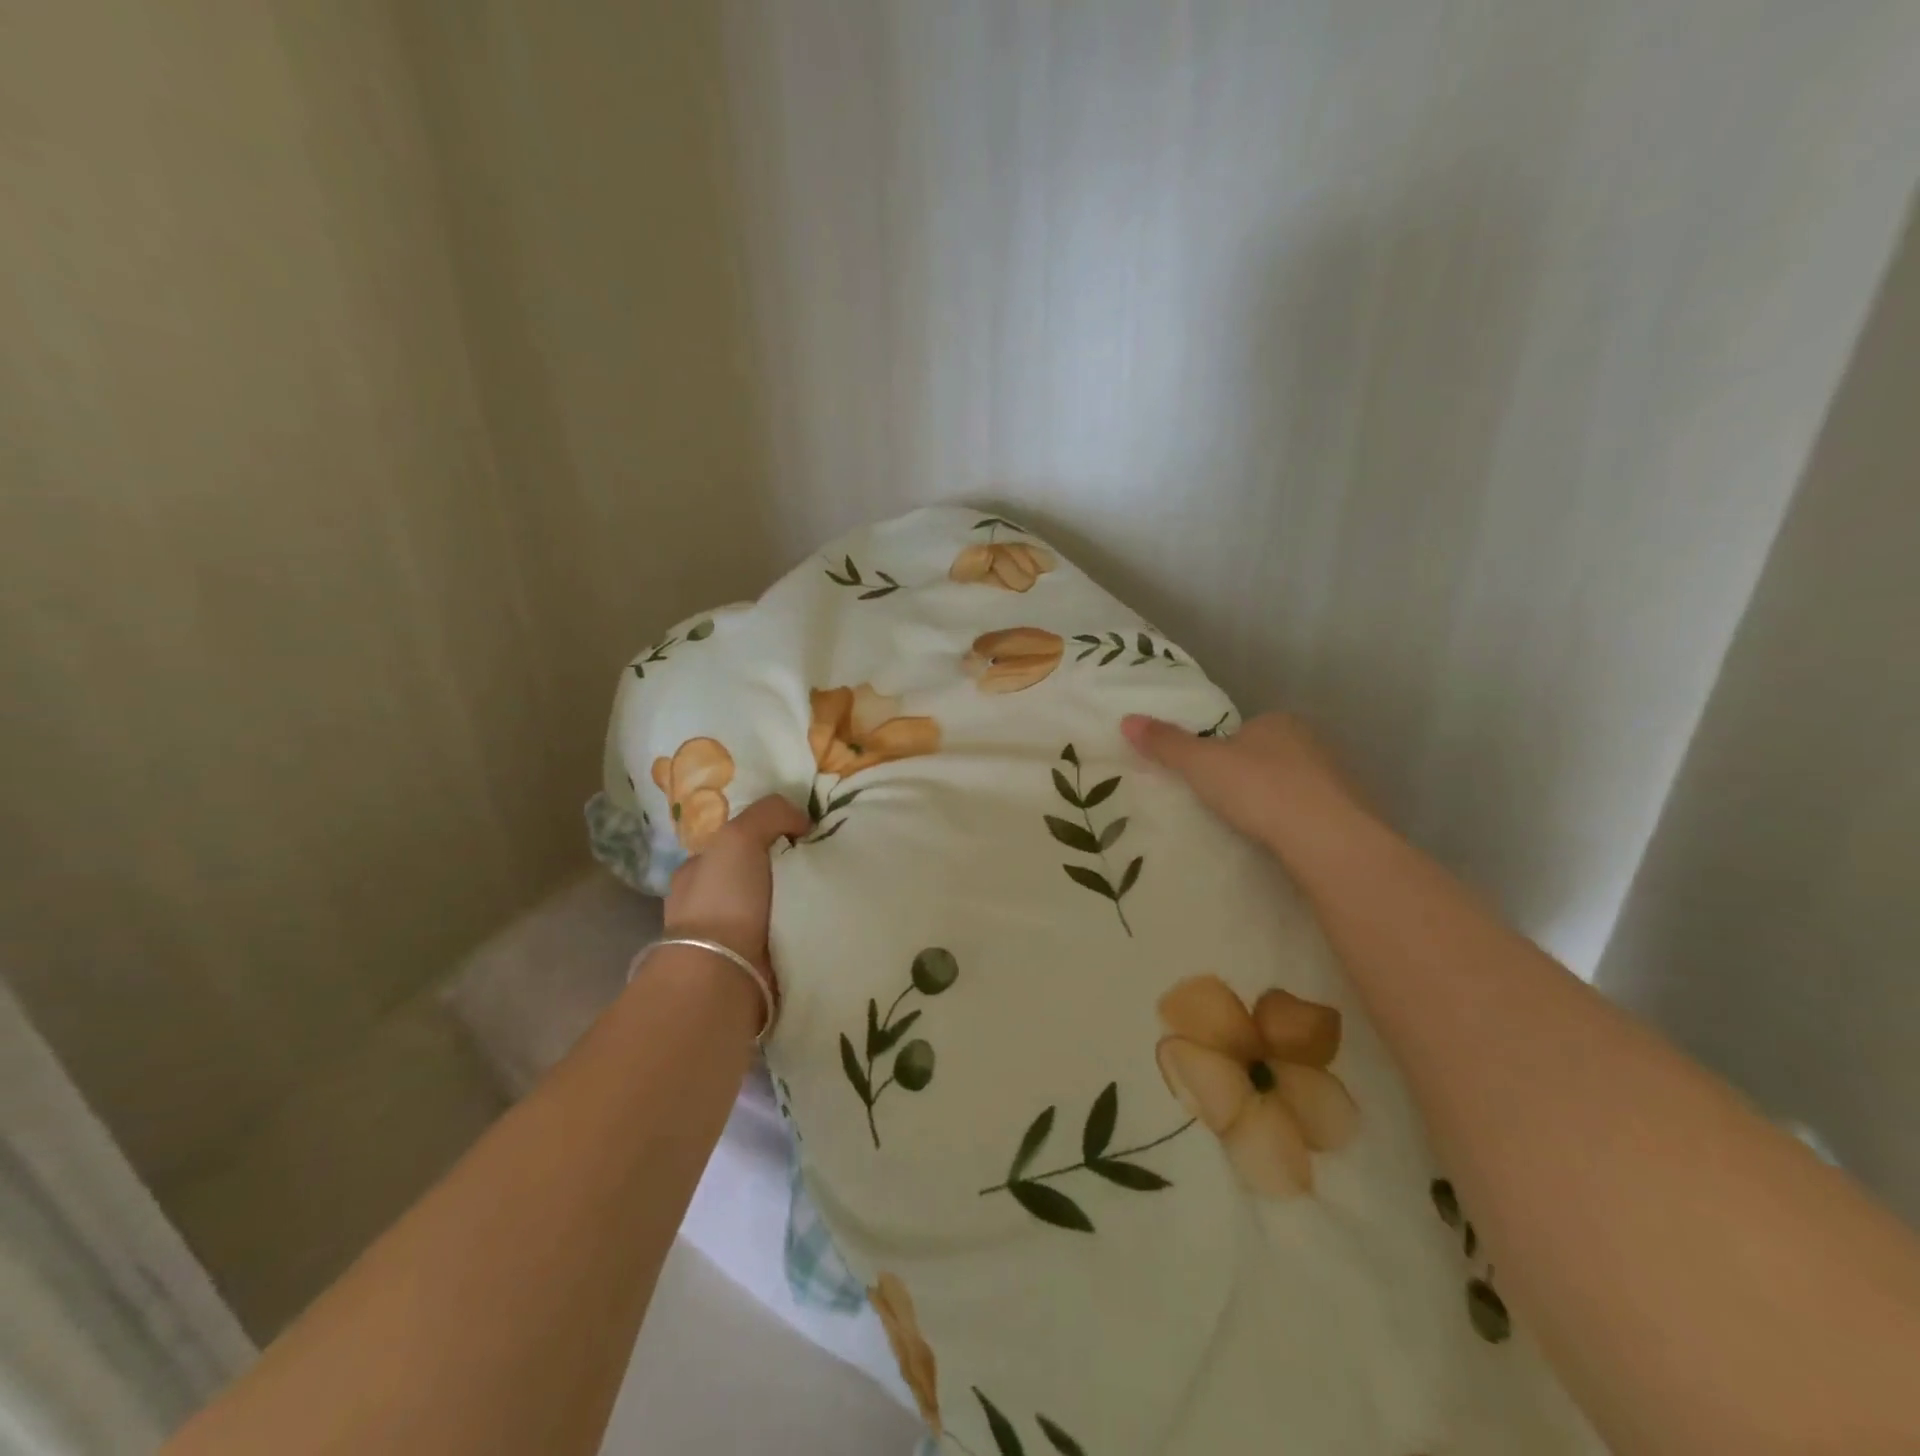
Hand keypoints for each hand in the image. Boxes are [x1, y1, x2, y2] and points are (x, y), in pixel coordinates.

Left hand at [663, 794, 810, 979]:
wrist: (723, 975)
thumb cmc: (723, 900)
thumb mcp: (739, 836)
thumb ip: (770, 813)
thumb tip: (802, 820)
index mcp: (696, 872)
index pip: (733, 844)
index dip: (765, 834)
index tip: (801, 833)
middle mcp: (708, 903)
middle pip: (756, 874)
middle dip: (785, 869)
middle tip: (824, 861)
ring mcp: (729, 937)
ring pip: (772, 906)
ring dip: (797, 901)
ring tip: (833, 890)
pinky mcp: (754, 964)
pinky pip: (786, 934)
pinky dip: (803, 928)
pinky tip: (825, 919)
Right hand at [1120, 711, 1368, 860]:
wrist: (1326, 838)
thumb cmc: (1259, 789)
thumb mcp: (1201, 765)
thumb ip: (1166, 744)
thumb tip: (1127, 720)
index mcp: (1278, 722)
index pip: (1244, 730)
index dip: (1223, 750)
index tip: (1208, 777)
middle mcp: (1311, 742)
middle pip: (1269, 756)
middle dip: (1249, 775)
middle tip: (1224, 803)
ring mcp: (1336, 778)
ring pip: (1293, 785)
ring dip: (1274, 800)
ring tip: (1251, 826)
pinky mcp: (1350, 814)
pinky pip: (1312, 813)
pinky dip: (1295, 824)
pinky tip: (1280, 842)